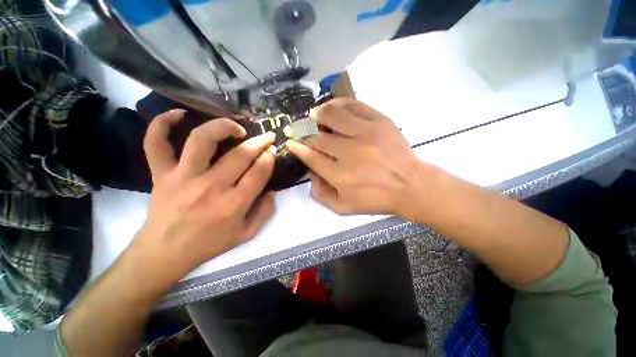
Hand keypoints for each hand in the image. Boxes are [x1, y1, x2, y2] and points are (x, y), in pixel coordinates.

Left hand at [130, 109, 276, 279]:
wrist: (165, 253)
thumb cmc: (209, 244)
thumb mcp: (247, 234)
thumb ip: (265, 212)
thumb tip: (272, 191)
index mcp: (233, 205)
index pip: (258, 173)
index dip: (269, 159)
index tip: (272, 153)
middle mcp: (210, 187)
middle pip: (240, 155)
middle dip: (259, 142)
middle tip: (267, 137)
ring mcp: (183, 177)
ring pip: (202, 140)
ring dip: (223, 127)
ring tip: (236, 128)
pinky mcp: (161, 174)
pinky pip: (156, 143)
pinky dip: (162, 124)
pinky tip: (178, 114)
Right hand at [286, 99, 429, 217]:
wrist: (410, 186)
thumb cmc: (376, 199)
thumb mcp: (343, 208)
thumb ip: (320, 195)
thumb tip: (310, 174)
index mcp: (340, 175)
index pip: (311, 157)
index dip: (298, 148)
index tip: (291, 142)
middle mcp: (350, 153)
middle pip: (318, 137)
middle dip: (303, 133)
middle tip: (297, 129)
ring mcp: (365, 134)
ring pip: (333, 117)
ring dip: (317, 115)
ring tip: (312, 115)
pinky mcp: (379, 122)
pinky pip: (354, 106)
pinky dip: (339, 103)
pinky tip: (331, 106)